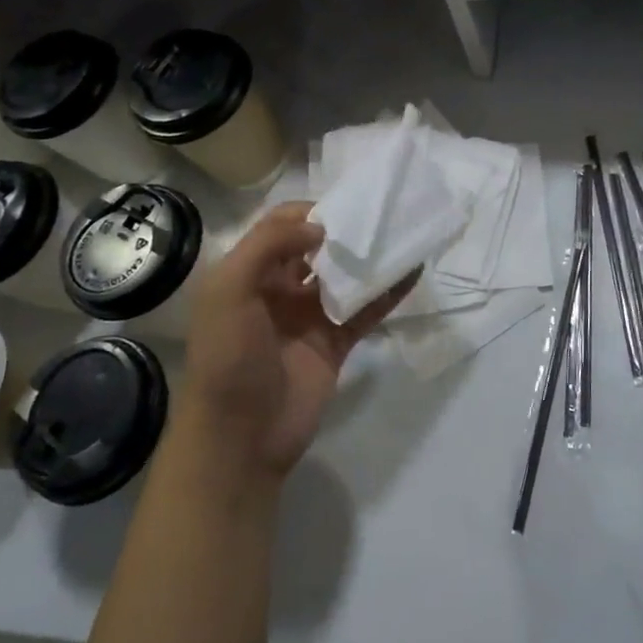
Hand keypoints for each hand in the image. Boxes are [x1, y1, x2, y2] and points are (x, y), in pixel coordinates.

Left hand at [175, 203, 413, 488]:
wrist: (241, 435)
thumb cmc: (228, 357)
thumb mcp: (229, 292)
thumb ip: (268, 247)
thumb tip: (319, 227)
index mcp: (247, 273)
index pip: (278, 228)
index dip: (307, 213)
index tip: (341, 207)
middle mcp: (278, 289)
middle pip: (315, 248)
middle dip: (343, 230)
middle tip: (379, 214)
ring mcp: (309, 316)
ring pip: (344, 277)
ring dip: (369, 257)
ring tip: (402, 234)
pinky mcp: (336, 342)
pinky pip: (366, 310)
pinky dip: (389, 292)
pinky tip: (413, 272)